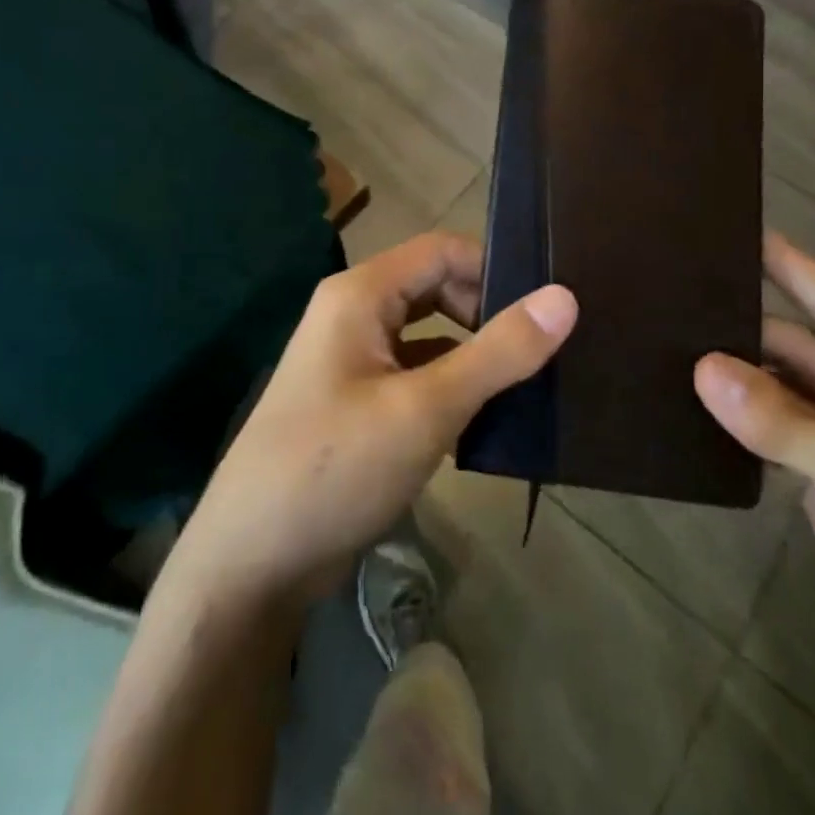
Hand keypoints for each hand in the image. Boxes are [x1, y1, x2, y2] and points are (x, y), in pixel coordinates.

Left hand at [164, 232, 577, 610]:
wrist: (249, 564)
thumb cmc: (336, 468)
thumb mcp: (426, 408)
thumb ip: (498, 352)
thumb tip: (565, 297)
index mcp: (361, 294)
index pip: (442, 250)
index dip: (494, 269)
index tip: (544, 309)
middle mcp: (353, 313)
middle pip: (434, 288)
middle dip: (485, 313)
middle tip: (538, 351)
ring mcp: (351, 360)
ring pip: (427, 335)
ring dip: (471, 354)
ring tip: (526, 384)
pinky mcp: (355, 402)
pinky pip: (413, 374)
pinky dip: (449, 387)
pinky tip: (482, 422)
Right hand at [693, 235, 814, 719]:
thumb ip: (791, 427)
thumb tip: (703, 367)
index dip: (789, 266)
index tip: (730, 227)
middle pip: (802, 344)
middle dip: (744, 325)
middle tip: (671, 295)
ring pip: (783, 387)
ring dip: (736, 371)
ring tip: (665, 340)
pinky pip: (775, 429)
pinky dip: (739, 416)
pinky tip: (690, 400)